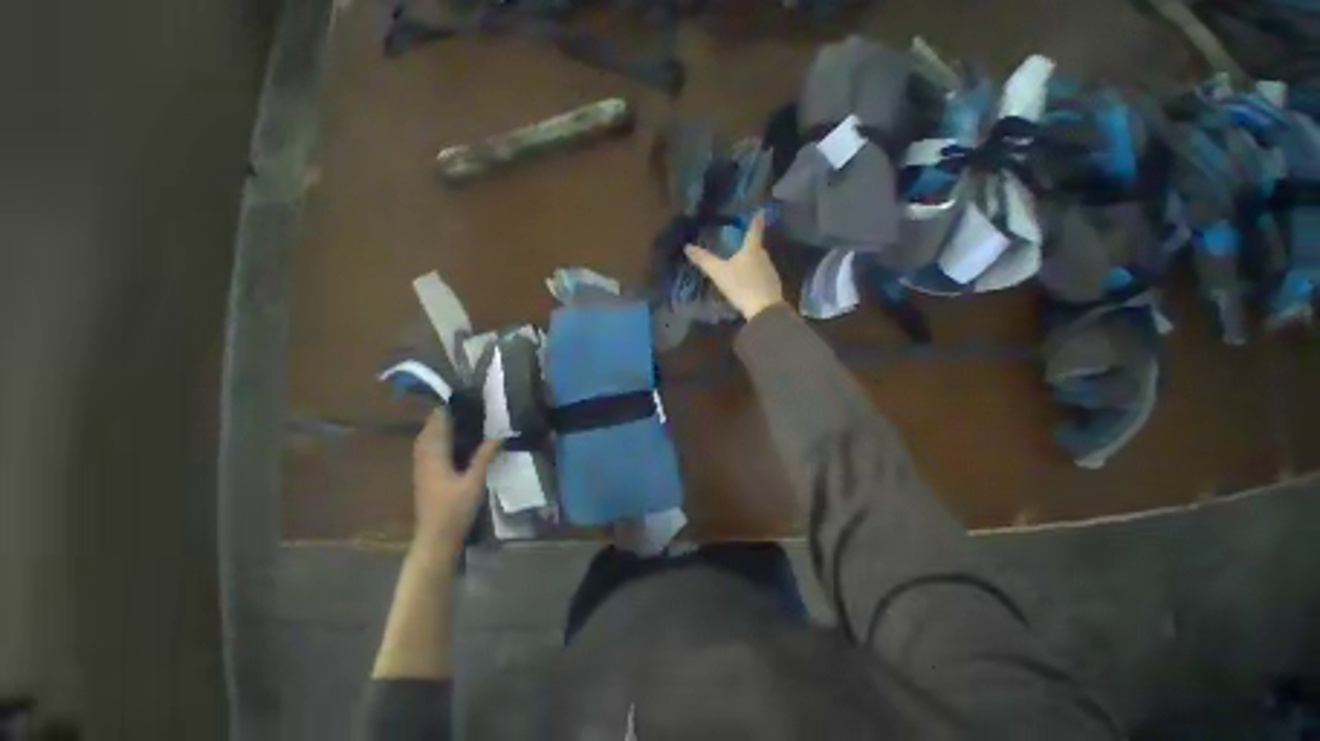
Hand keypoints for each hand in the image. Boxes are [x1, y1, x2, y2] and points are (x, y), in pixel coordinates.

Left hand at [411, 410, 499, 557]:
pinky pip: (428, 447)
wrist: (435, 537)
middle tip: (466, 404)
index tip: (463, 396)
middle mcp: (424, 457)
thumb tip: (499, 435)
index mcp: (434, 456)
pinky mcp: (424, 474)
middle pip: (429, 428)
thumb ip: (484, 456)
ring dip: (439, 425)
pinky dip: (437, 437)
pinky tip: (452, 439)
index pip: (437, 424)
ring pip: (426, 438)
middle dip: (443, 414)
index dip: (447, 408)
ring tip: (461, 416)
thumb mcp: (474, 482)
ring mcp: (421, 466)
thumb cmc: (455, 510)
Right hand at [684, 211, 786, 320]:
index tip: (761, 211)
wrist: (764, 309)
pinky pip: (763, 276)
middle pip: (757, 247)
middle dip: (750, 246)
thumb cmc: (741, 286)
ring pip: (761, 262)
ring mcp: (771, 271)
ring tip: (743, 266)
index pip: (754, 230)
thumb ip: (704, 260)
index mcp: (751, 250)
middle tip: (742, 245)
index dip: (756, 220)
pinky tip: (750, 284)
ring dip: (753, 262)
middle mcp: (764, 257)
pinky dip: (757, 276)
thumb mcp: (719, 273)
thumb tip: (687, 246)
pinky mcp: (774, 285)